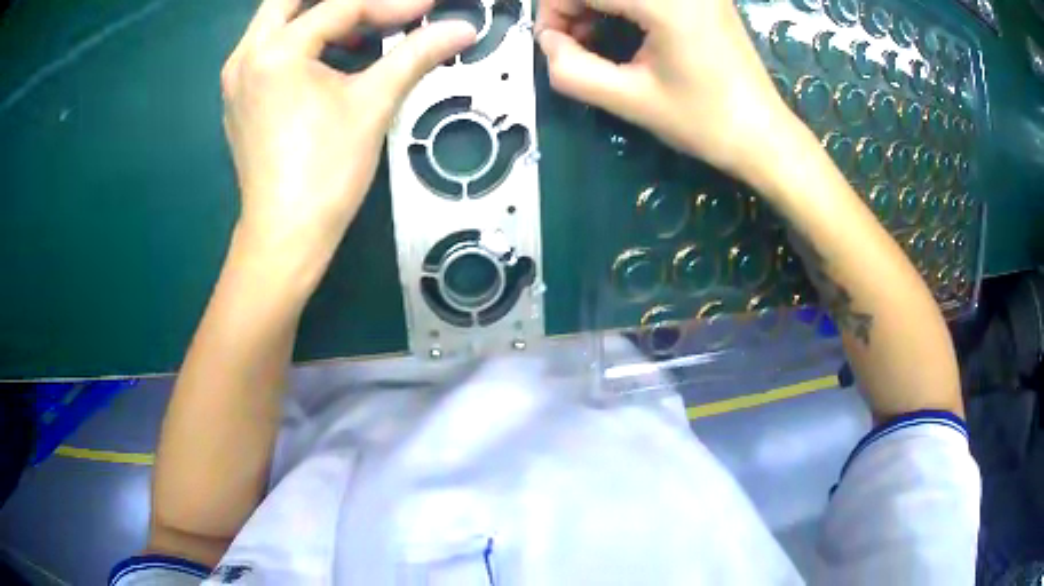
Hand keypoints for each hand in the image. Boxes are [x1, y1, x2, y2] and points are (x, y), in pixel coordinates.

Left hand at [222, 0, 475, 264]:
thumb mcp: (373, 104)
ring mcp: (236, 78)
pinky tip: (330, 54)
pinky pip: (267, 48)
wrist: (286, 236)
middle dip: (339, 0)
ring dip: (317, 15)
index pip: (341, 7)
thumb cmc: (326, 172)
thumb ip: (416, 54)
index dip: (392, 4)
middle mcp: (245, 56)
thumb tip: (462, 29)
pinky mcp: (238, 98)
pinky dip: (301, 39)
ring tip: (362, 27)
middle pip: (289, 0)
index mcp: (275, 52)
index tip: (429, 8)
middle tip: (378, 8)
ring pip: (275, 21)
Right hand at [537, 0, 798, 183]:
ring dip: (597, 3)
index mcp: (666, 4)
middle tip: (573, 42)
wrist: (763, 134)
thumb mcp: (629, 101)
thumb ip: (572, 71)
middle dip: (574, 5)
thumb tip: (548, 42)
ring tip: (595, 37)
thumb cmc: (703, 122)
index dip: (555, 10)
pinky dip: (622, 3)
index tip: (553, 44)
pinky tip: (623, 26)